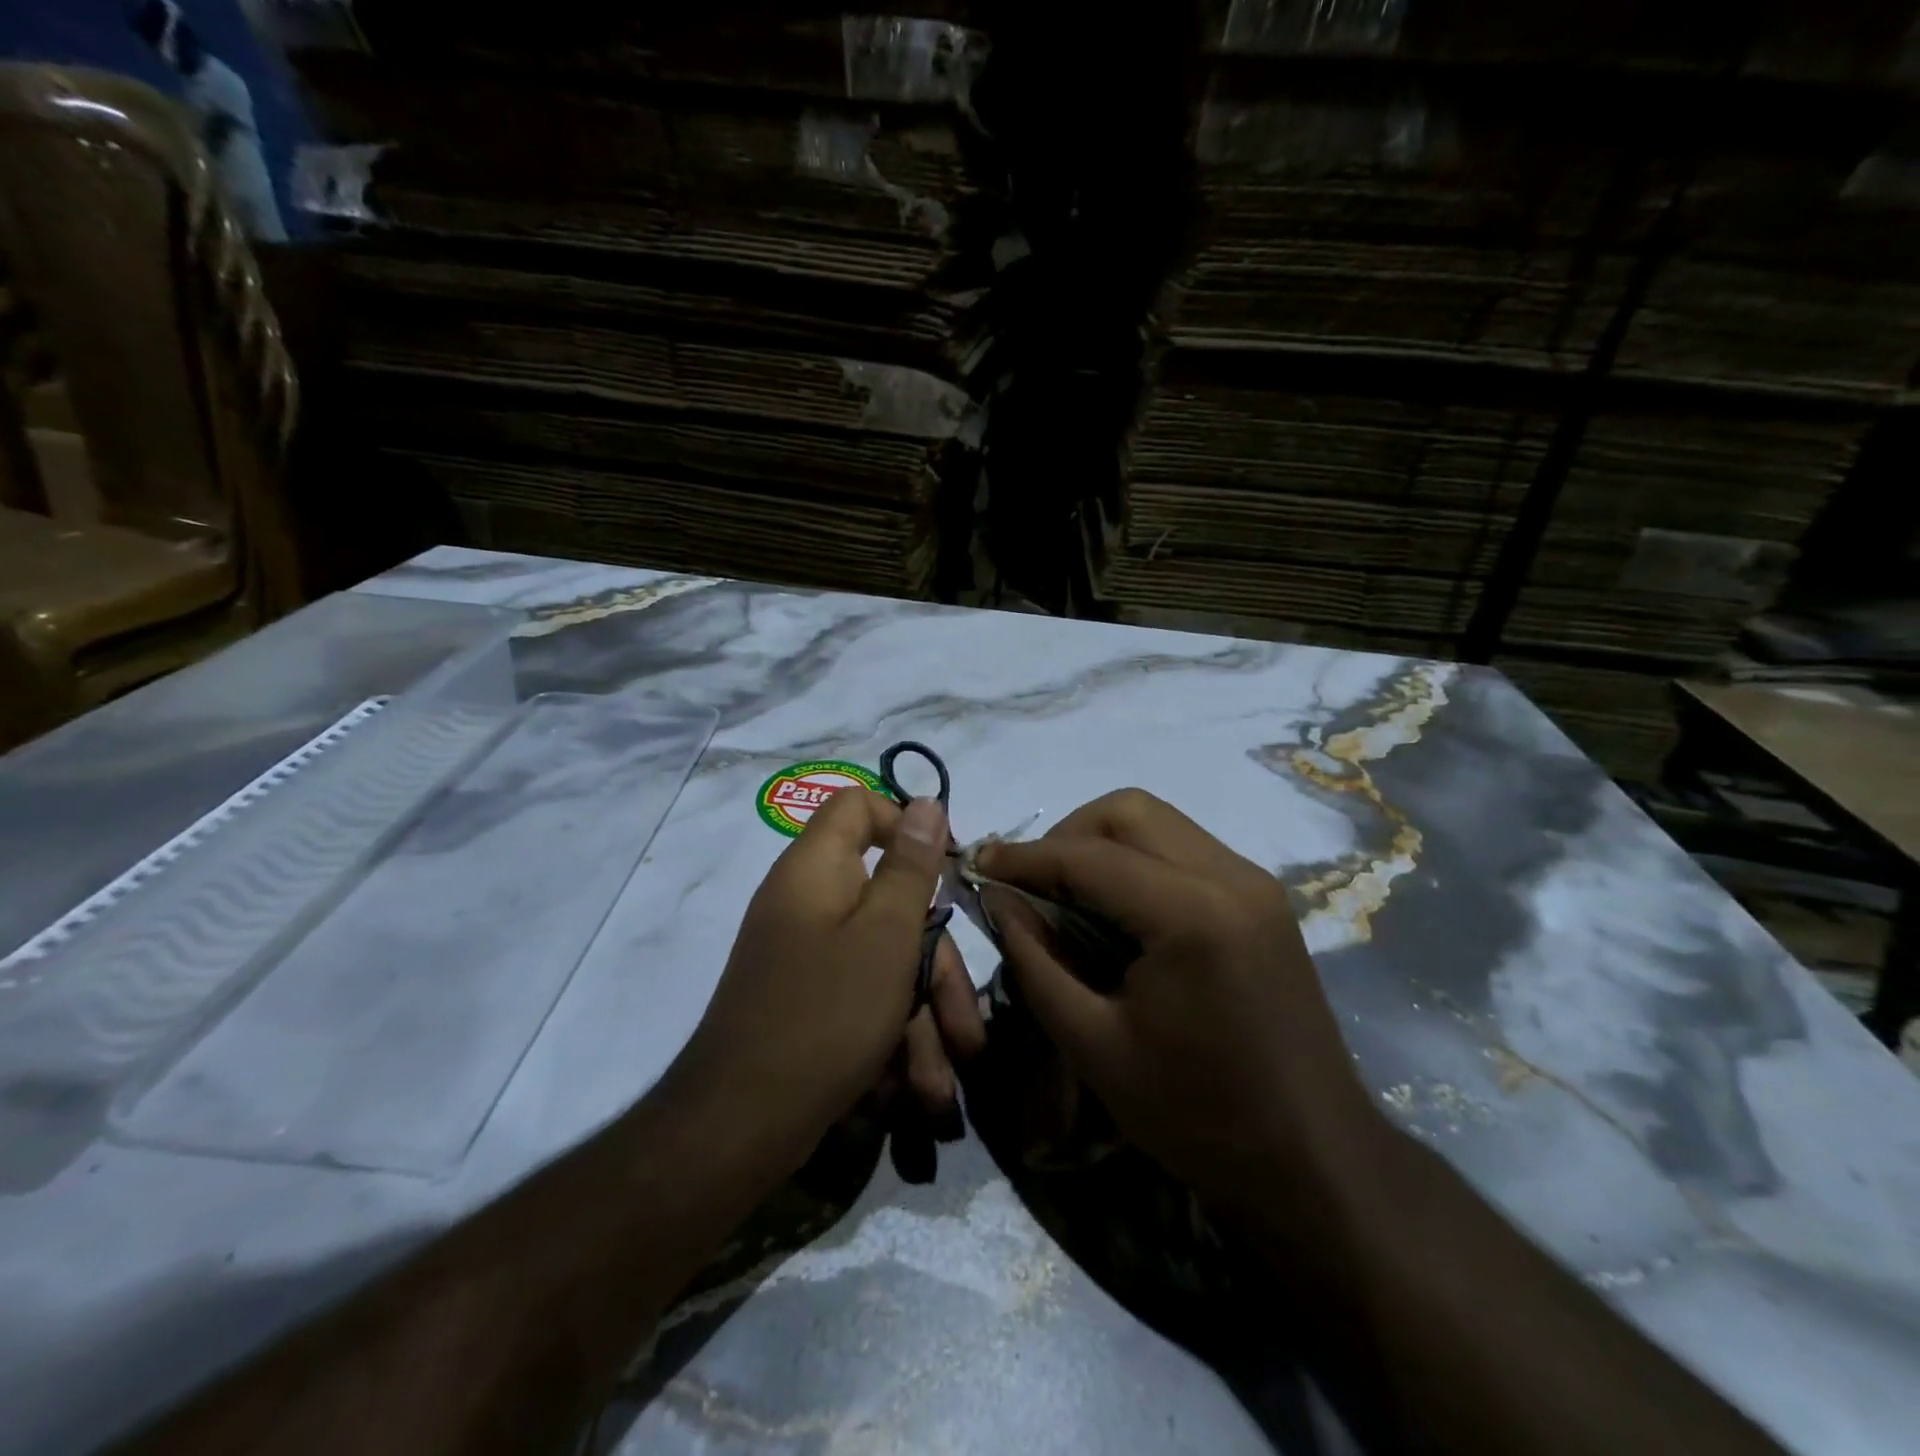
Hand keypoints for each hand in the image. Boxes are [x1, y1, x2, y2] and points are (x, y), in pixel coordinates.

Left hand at [670, 787, 985, 1180]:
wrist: (738, 1126)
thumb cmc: (825, 1015)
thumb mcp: (886, 936)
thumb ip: (911, 866)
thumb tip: (927, 803)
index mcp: (817, 868)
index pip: (859, 806)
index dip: (906, 825)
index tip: (948, 870)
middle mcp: (808, 901)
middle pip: (889, 903)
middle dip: (935, 966)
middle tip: (967, 1030)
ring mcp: (806, 953)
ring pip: (884, 959)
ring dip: (921, 1018)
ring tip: (940, 1086)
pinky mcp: (807, 998)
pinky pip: (862, 995)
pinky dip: (890, 1034)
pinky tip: (912, 1090)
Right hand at [976, 789, 1382, 1215]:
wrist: (1315, 1161)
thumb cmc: (1197, 1116)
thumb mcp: (1093, 1046)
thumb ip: (1036, 961)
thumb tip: (1000, 900)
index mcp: (1192, 914)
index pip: (1088, 856)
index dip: (1025, 857)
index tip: (979, 864)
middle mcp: (1231, 876)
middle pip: (1128, 811)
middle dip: (1067, 835)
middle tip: (1030, 883)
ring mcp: (1255, 882)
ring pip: (1158, 822)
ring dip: (1102, 842)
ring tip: (1065, 893)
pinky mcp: (1263, 898)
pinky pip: (1184, 848)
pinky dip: (1137, 860)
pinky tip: (1116, 908)